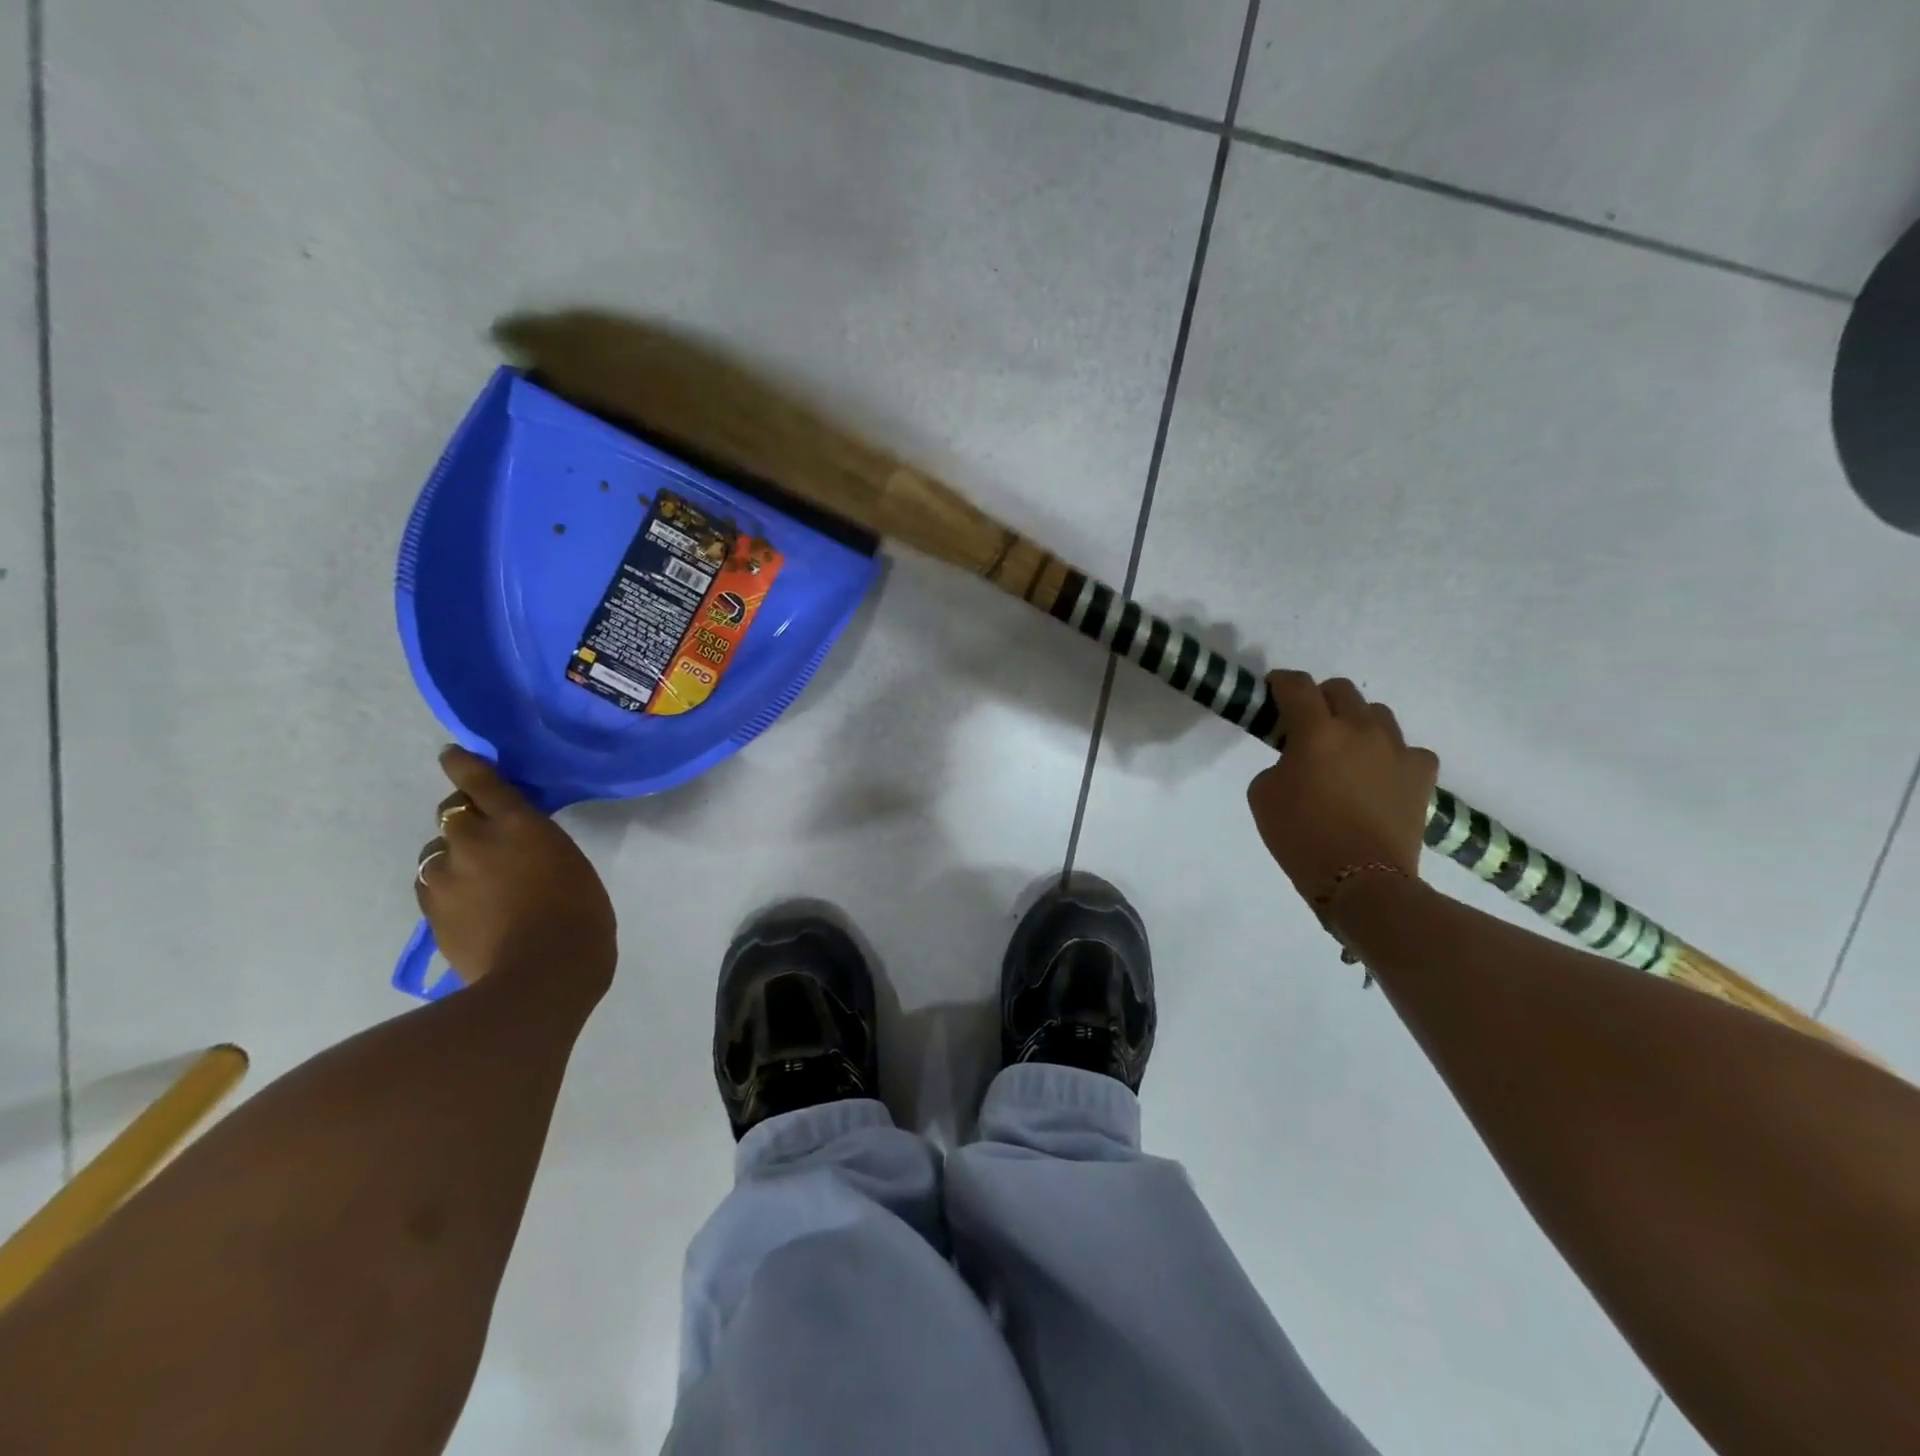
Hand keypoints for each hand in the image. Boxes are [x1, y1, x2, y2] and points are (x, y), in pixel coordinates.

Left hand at [415, 747, 616, 995]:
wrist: (541, 976)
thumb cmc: (580, 916)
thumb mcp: (569, 864)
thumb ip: (537, 846)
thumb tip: (518, 848)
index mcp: (520, 824)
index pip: (482, 781)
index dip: (465, 765)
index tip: (452, 755)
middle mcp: (475, 840)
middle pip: (452, 812)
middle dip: (463, 814)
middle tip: (482, 830)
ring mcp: (446, 876)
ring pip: (437, 850)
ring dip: (453, 854)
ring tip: (475, 877)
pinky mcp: (431, 910)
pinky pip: (431, 884)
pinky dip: (444, 884)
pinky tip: (465, 903)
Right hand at [1246, 672, 1438, 906]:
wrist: (1361, 881)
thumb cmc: (1300, 836)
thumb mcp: (1263, 793)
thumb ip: (1279, 762)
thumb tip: (1298, 758)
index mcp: (1317, 731)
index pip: (1296, 686)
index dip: (1281, 682)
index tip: (1273, 690)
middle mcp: (1360, 729)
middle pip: (1341, 690)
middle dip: (1320, 699)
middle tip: (1307, 724)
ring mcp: (1397, 750)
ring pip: (1377, 714)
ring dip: (1357, 723)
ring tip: (1346, 750)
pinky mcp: (1423, 774)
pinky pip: (1406, 749)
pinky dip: (1390, 756)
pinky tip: (1379, 775)